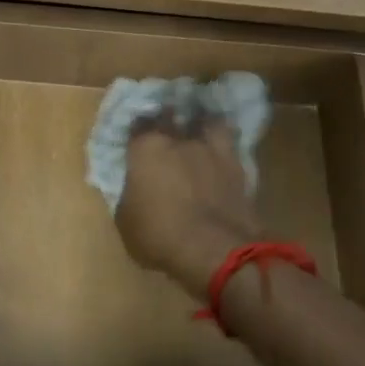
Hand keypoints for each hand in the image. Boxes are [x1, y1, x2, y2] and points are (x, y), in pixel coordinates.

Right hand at [115, 116, 262, 298]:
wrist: (215, 249)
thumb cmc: (159, 235)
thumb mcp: (126, 221)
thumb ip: (129, 196)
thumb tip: (134, 189)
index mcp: (145, 149)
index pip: (137, 124)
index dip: (136, 129)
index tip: (135, 134)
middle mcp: (179, 140)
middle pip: (172, 116)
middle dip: (168, 119)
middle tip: (166, 125)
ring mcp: (212, 150)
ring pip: (207, 122)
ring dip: (202, 124)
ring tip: (200, 131)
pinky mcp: (238, 166)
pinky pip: (230, 145)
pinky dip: (224, 147)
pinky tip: (221, 154)